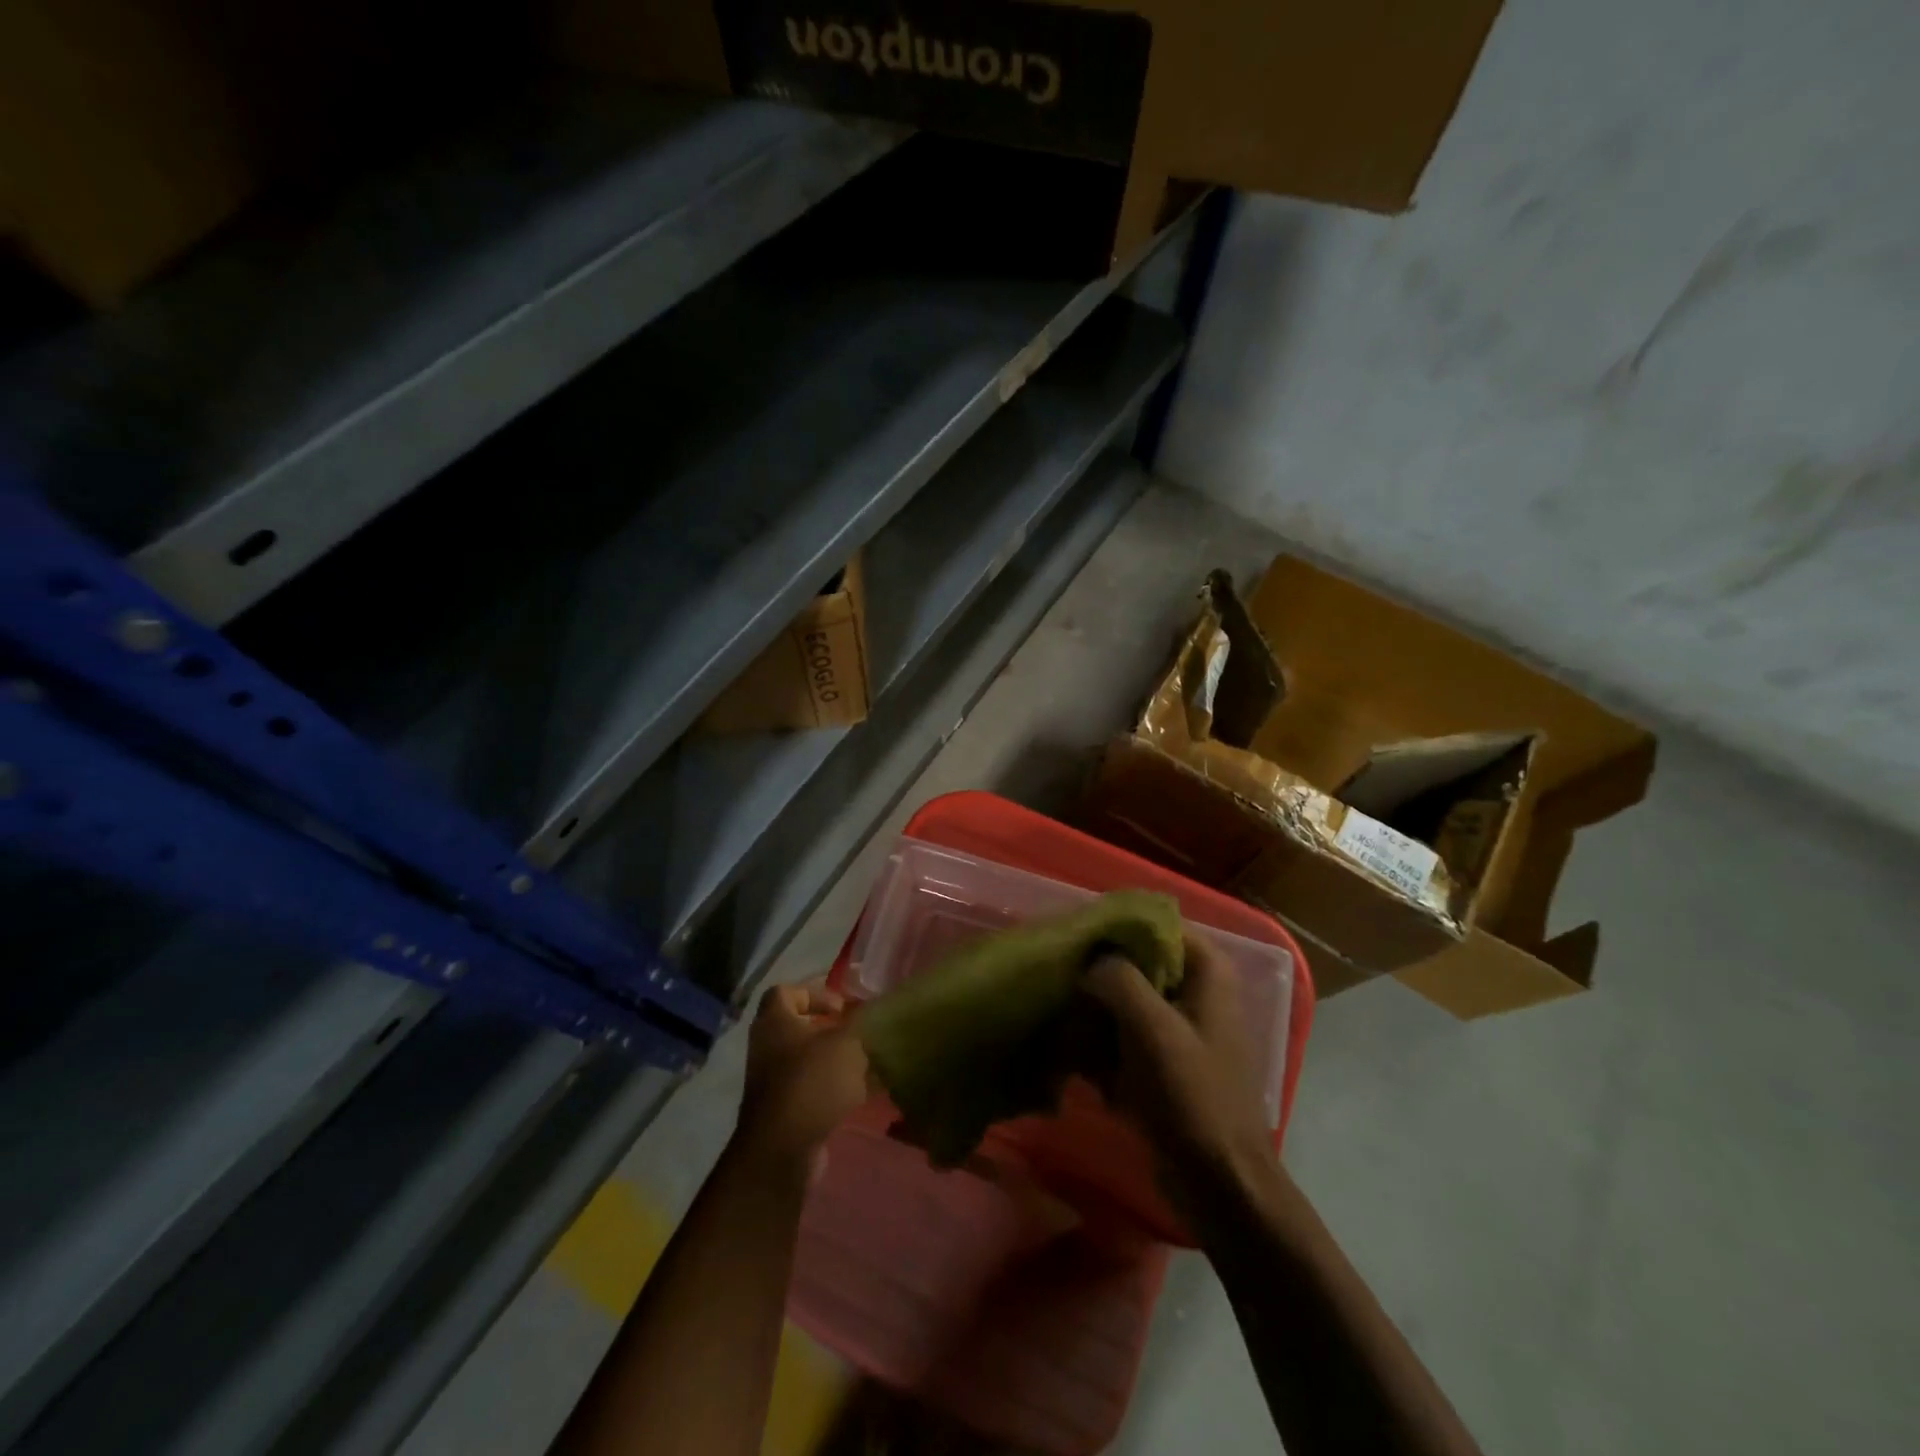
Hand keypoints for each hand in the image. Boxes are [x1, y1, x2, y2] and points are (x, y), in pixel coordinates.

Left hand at [733, 978, 870, 1180]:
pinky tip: (866, 1092)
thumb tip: (871, 1013)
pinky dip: (836, 1088)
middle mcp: (768, 1048)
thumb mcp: (846, 1044)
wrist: (783, 1150)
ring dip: (836, 1061)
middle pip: (799, 1028)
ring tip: (869, 1063)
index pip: (786, 992)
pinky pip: (813, 1090)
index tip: (842, 1008)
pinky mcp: (785, 1112)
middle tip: (858, 1033)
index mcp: (775, 1022)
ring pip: (809, 1061)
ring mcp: (773, 1083)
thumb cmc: (812, 1081)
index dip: (815, 993)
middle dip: (831, 1030)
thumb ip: (860, 1024)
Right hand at [1085, 934, 1277, 1211]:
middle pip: (1134, 961)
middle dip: (1095, 971)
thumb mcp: (1152, 1028)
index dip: (1112, 927)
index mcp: (1206, 969)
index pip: (1153, 923)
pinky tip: (1072, 1055)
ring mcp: (1176, 1026)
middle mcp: (1193, 988)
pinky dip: (1099, 1041)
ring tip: (1058, 1017)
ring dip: (1091, 1009)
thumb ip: (1118, 978)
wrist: (1220, 1184)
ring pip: (1122, 997)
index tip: (1072, 939)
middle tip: (1056, 977)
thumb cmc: (1193, 1097)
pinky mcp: (1160, 1059)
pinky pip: (1121, 1033)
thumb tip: (1088, 960)